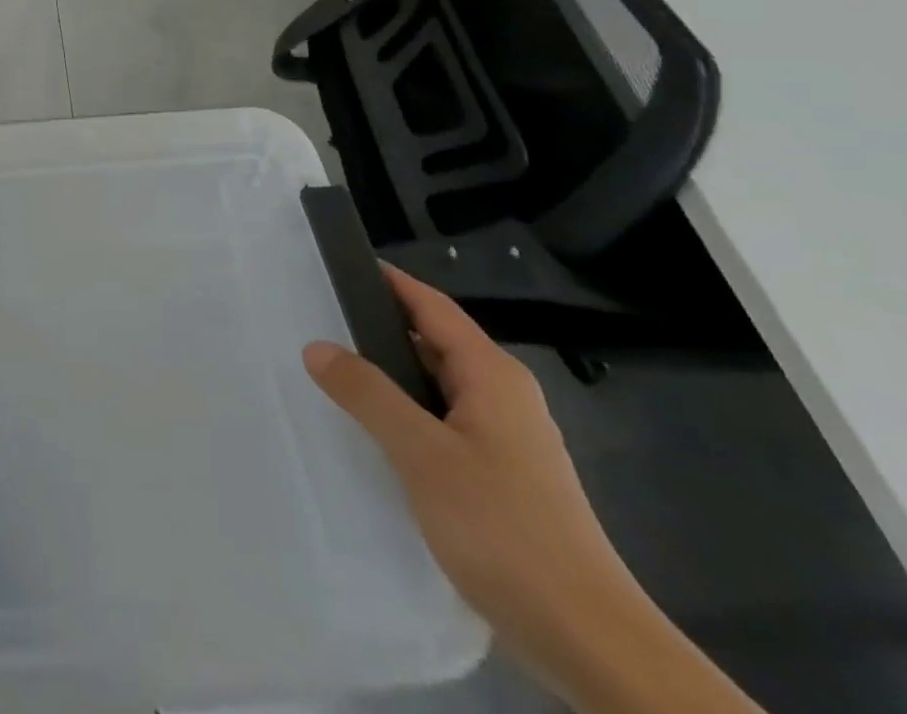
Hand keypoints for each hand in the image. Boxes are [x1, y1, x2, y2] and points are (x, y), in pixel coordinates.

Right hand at [302, 266, 642, 675]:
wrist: (589, 640)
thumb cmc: (505, 529)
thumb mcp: (423, 455)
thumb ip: (367, 394)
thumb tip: (317, 346)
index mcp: (491, 375)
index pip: (431, 306)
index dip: (388, 281)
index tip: (339, 266)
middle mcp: (503, 395)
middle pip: (433, 341)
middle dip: (379, 327)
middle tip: (318, 318)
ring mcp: (506, 438)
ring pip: (436, 385)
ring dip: (390, 374)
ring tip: (333, 370)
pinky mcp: (502, 475)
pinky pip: (443, 421)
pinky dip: (406, 412)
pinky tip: (373, 431)